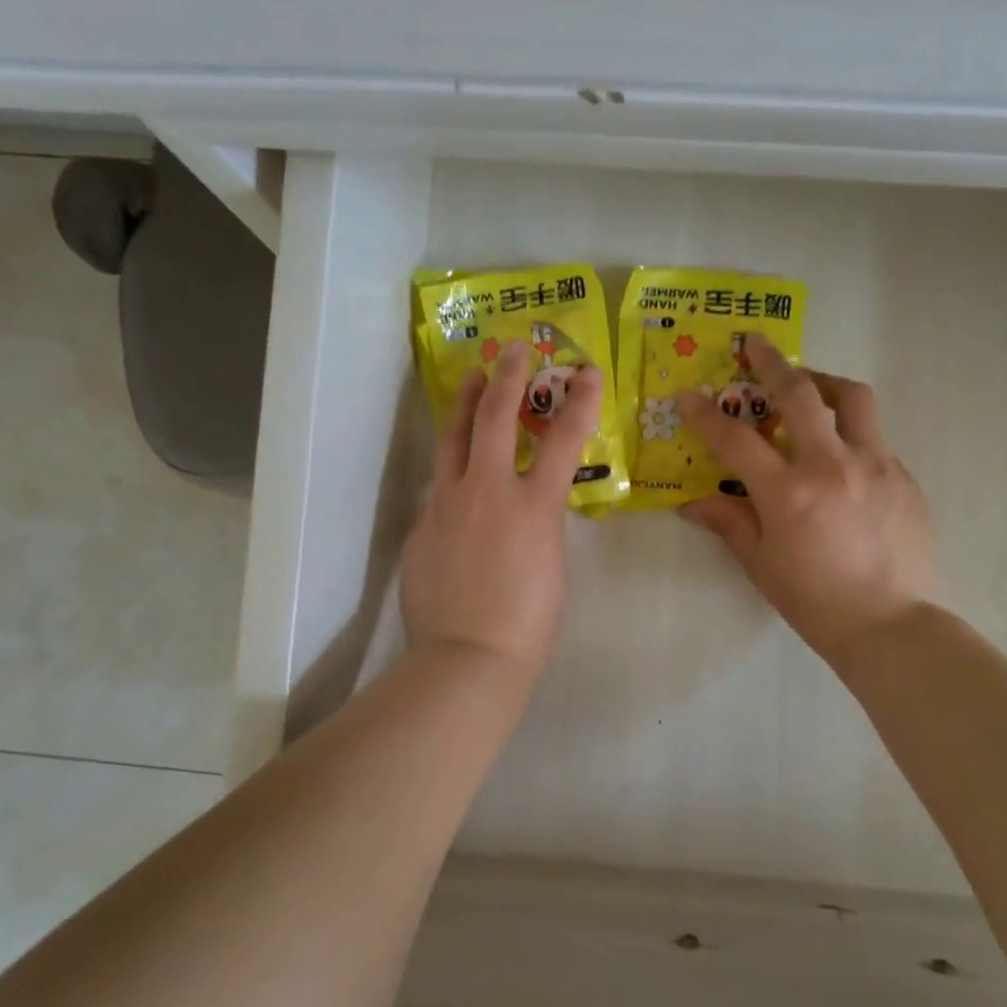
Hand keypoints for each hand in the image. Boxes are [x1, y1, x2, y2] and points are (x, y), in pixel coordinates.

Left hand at [401, 340, 603, 680]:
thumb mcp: (552, 564)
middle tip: (511, 349)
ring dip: (464, 404)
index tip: (587, 372)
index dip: (579, 401)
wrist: (466, 658)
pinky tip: (455, 475)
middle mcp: (486, 492)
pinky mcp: (420, 525)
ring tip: (469, 379)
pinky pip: (438, 486)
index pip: (562, 440)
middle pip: (495, 418)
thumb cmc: (528, 625)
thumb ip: (538, 522)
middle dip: (507, 377)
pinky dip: (452, 471)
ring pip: (452, 439)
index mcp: (533, 507)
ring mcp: (446, 504)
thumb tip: (522, 506)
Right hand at [678, 335, 935, 665]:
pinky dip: (850, 434)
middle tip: (756, 345)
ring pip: (853, 399)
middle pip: (800, 393)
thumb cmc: (814, 600)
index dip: (705, 413)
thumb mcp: (760, 563)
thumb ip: (728, 522)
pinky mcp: (904, 477)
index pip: (735, 439)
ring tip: (808, 387)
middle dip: (772, 363)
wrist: (890, 626)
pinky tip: (841, 460)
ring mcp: (876, 467)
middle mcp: (832, 466)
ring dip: (824, 383)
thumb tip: (692, 502)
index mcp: (788, 492)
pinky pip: (875, 439)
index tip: (688, 394)